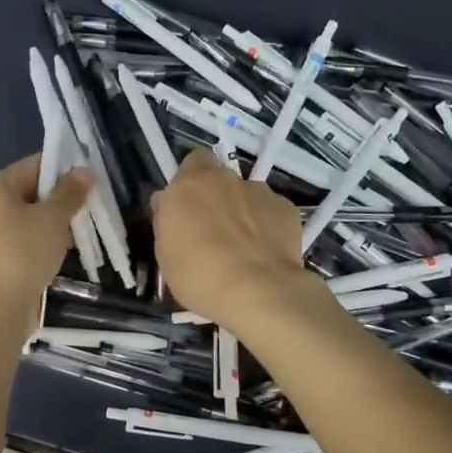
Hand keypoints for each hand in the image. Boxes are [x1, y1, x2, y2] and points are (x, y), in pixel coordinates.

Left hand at [0, 155, 90, 325]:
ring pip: (26, 219)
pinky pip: (20, 240)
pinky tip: (59, 255)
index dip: (65, 171)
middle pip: (30, 192)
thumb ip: (70, 192)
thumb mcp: (54, 218)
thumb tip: (84, 170)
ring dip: (52, 225)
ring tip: (78, 235)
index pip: (35, 165)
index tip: (90, 184)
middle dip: (60, 201)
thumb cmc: (24, 252)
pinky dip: (39, 243)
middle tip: (88, 211)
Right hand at [151, 150, 319, 328]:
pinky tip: (265, 252)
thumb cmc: (198, 276)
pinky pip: (271, 211)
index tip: (187, 206)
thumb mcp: (165, 252)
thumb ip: (167, 220)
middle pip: (220, 178)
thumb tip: (167, 203)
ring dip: (243, 212)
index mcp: (189, 185)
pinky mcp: (287, 208)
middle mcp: (224, 179)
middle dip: (217, 198)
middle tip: (213, 231)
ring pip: (247, 195)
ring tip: (245, 246)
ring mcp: (259, 191)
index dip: (191, 180)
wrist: (256, 291)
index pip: (192, 161)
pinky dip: (267, 225)